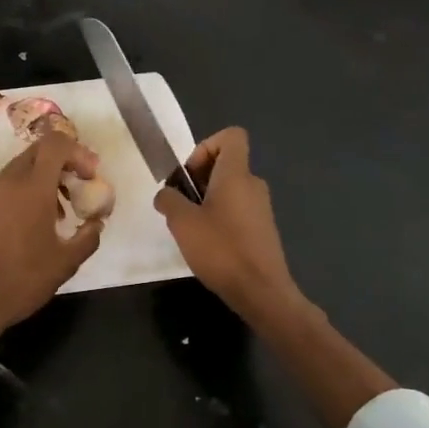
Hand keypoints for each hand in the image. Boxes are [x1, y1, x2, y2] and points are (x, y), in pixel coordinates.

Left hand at [0, 131, 105, 333]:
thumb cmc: (22, 279)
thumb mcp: (66, 262)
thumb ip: (88, 237)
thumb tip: (97, 223)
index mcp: (33, 187)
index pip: (56, 143)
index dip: (77, 152)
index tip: (89, 176)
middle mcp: (7, 181)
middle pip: (37, 152)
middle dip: (60, 165)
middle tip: (75, 191)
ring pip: (18, 170)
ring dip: (40, 181)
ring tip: (54, 216)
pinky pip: (1, 189)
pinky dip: (20, 195)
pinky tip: (26, 228)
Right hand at [155, 127, 299, 324]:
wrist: (261, 291)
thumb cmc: (221, 249)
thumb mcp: (182, 222)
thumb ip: (169, 200)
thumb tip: (166, 194)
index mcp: (236, 174)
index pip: (231, 136)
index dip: (207, 145)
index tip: (190, 173)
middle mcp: (253, 184)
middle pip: (226, 164)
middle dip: (199, 178)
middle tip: (181, 204)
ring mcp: (261, 208)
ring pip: (230, 189)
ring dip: (207, 200)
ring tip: (190, 227)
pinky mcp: (262, 229)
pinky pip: (238, 209)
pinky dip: (220, 217)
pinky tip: (207, 244)